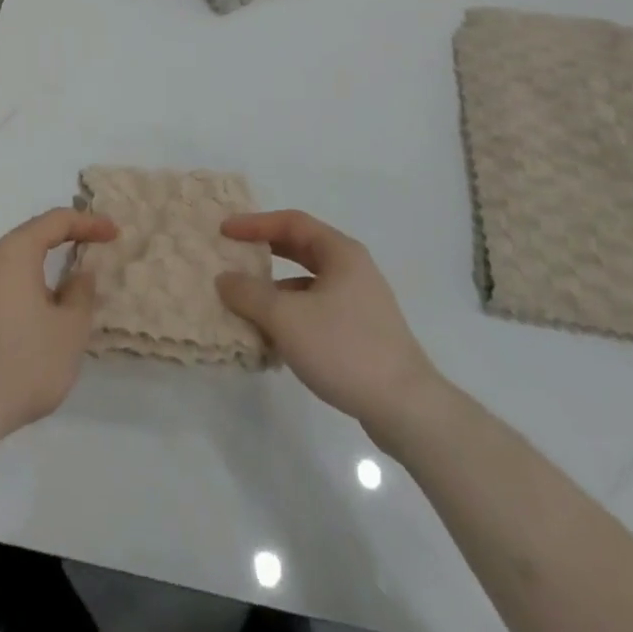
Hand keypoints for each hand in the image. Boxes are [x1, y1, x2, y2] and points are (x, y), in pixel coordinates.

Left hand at [0, 208, 118, 446]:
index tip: (113, 233)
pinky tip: (36, 320)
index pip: (55, 221)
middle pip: (31, 239)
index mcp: (14, 253)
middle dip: (63, 242)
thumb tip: (78, 274)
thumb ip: (80, 294)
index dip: (88, 223)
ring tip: (67, 291)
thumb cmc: (23, 362)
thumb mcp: (70, 330)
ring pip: (13, 267)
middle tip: (92, 251)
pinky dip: (24, 291)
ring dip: (42, 271)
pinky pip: (0, 289)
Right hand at [218, 210, 440, 433]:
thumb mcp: (287, 319)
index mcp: (340, 252)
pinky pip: (317, 310)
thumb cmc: (345, 349)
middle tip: (234, 256)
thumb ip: (250, 294)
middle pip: (301, 249)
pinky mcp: (362, 332)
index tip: (225, 231)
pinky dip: (292, 315)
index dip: (254, 224)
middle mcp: (352, 269)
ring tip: (246, 304)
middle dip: (265, 252)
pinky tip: (274, 339)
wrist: (407, 409)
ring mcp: (360, 302)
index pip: (291, 222)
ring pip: (308, 283)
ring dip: (276, 289)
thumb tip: (224, 279)